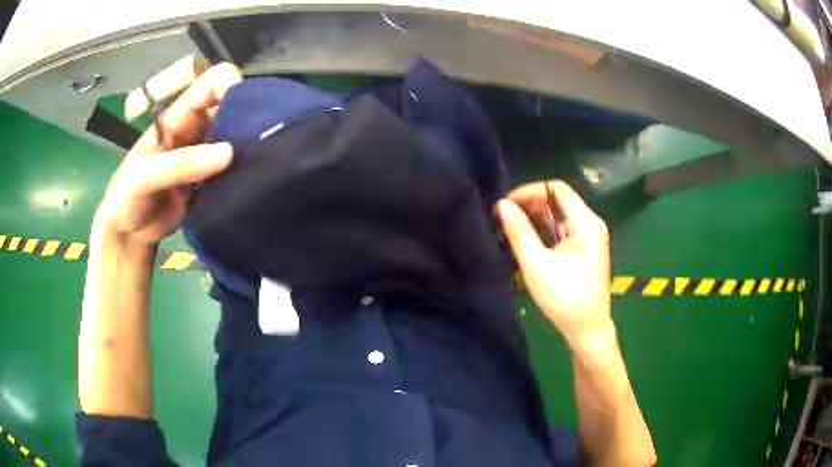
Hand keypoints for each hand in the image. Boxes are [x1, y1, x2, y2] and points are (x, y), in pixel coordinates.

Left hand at [91, 62, 242, 251]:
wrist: (129, 233)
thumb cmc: (127, 196)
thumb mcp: (144, 176)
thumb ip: (180, 164)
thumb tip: (230, 153)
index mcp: (180, 116)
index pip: (213, 82)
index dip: (233, 85)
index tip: (248, 110)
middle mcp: (197, 129)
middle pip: (233, 108)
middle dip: (249, 120)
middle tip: (261, 145)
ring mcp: (206, 156)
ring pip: (237, 139)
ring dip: (249, 149)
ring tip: (260, 166)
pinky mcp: (212, 180)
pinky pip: (234, 169)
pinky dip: (243, 173)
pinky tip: (250, 183)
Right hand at [497, 180, 610, 343]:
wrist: (587, 330)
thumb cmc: (564, 298)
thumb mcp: (536, 264)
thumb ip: (519, 232)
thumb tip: (502, 205)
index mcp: (586, 223)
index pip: (557, 190)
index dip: (530, 191)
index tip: (506, 203)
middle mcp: (591, 225)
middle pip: (558, 202)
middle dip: (530, 205)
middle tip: (503, 217)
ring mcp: (589, 238)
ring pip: (559, 217)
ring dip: (535, 219)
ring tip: (509, 227)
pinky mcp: (584, 251)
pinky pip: (562, 232)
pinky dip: (544, 232)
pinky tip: (525, 239)